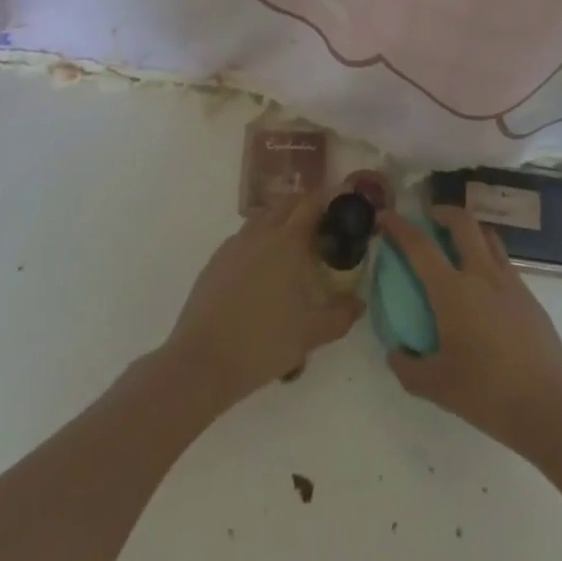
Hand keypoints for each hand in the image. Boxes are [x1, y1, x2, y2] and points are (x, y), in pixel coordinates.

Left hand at [162, 189, 362, 406]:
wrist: (202, 361)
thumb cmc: (263, 343)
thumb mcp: (311, 334)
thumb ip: (340, 316)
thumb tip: (359, 303)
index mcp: (288, 241)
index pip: (311, 203)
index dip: (328, 199)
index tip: (341, 207)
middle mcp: (261, 232)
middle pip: (287, 203)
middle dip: (305, 207)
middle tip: (321, 227)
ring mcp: (235, 244)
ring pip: (263, 217)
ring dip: (280, 221)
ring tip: (292, 247)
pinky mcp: (217, 259)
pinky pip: (244, 237)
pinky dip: (259, 240)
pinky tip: (262, 270)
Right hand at [380, 207, 561, 455]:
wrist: (551, 407)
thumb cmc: (488, 394)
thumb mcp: (437, 388)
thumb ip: (408, 368)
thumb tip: (395, 352)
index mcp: (453, 290)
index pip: (420, 245)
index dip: (399, 227)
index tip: (386, 217)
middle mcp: (481, 274)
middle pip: (462, 222)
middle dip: (442, 212)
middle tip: (429, 219)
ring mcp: (509, 282)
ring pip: (487, 236)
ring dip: (469, 230)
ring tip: (458, 245)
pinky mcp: (529, 296)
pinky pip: (503, 262)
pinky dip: (488, 257)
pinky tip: (483, 287)